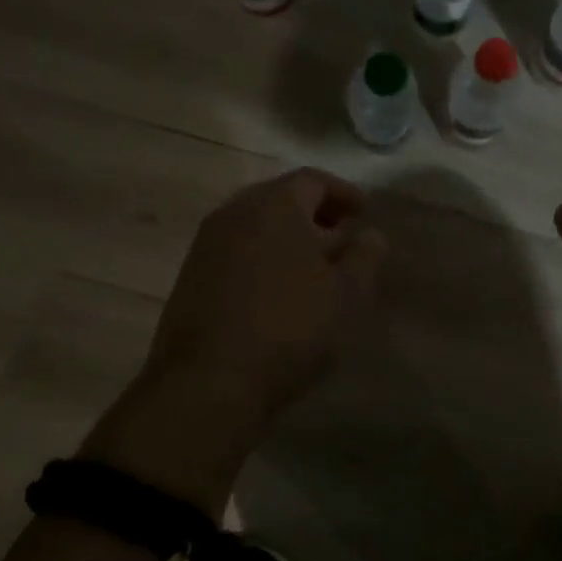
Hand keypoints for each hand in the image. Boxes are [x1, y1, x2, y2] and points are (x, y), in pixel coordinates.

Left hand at [77, 169, 385, 518]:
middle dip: (315, 213)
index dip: (344, 192)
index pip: (313, 179)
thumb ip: (365, 256)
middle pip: (280, 198)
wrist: (209, 381)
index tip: (364, 212)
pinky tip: (278, 289)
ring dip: (287, 236)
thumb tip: (371, 233)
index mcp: (274, 205)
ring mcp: (206, 244)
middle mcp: (234, 212)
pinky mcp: (190, 276)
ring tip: (313, 265)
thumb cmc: (289, 327)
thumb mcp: (347, 294)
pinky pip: (236, 251)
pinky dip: (262, 257)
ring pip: (255, 225)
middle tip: (341, 235)